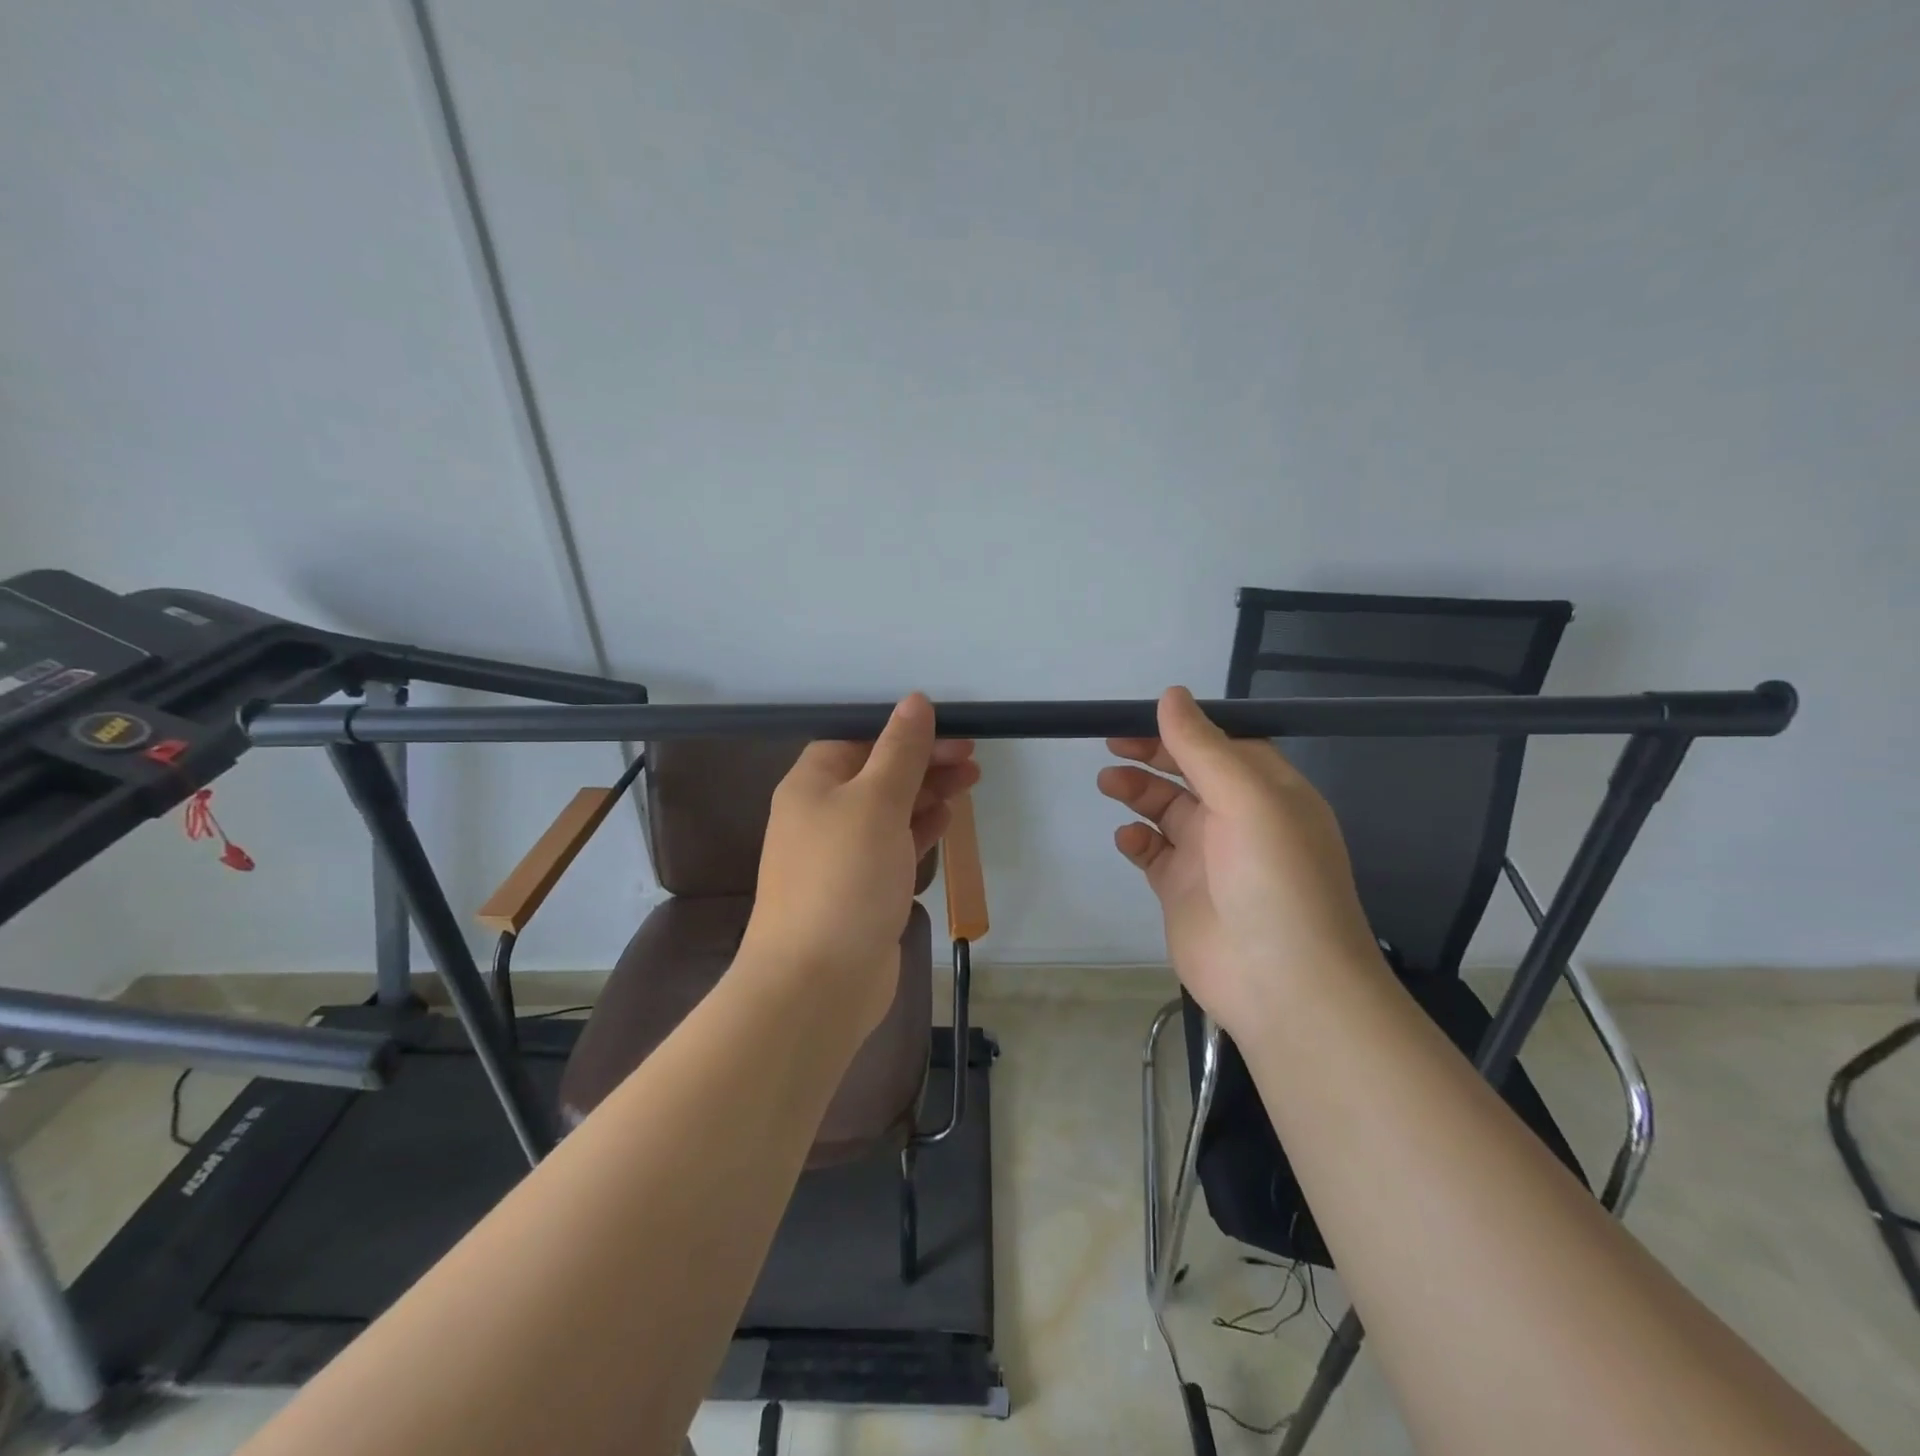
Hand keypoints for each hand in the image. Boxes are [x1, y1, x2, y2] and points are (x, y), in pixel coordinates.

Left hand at [741, 694, 979, 1035]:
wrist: (816, 982)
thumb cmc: (844, 877)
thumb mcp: (875, 801)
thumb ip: (899, 750)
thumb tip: (915, 701)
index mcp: (812, 783)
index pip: (859, 738)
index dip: (904, 731)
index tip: (951, 730)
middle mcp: (822, 813)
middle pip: (878, 772)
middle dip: (924, 761)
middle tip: (972, 758)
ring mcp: (842, 854)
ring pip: (890, 809)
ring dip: (928, 792)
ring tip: (972, 781)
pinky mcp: (862, 888)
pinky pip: (894, 845)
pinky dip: (919, 830)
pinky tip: (947, 819)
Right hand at [1097, 686, 1381, 1040]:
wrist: (1284, 986)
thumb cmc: (1275, 880)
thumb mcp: (1247, 800)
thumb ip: (1203, 747)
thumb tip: (1171, 695)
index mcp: (1268, 791)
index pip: (1222, 744)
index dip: (1183, 728)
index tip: (1140, 717)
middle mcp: (1240, 819)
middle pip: (1189, 772)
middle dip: (1152, 754)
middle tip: (1112, 743)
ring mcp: (1210, 856)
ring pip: (1166, 809)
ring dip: (1138, 791)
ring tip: (1109, 782)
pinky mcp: (1182, 890)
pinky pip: (1153, 853)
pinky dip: (1136, 839)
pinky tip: (1126, 838)